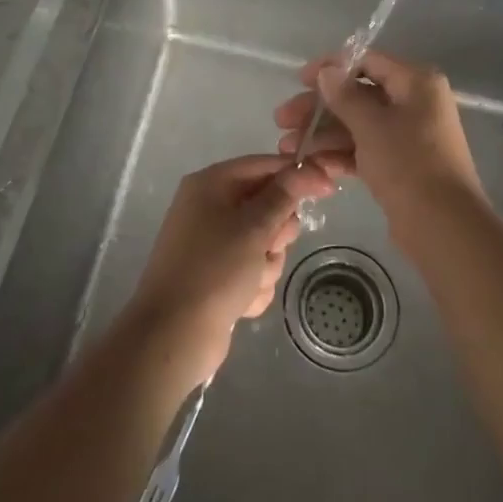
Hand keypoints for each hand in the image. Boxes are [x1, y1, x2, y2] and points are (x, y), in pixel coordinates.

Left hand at [124, 154, 341, 388]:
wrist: (173, 335)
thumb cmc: (213, 270)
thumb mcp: (253, 227)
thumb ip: (283, 196)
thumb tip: (308, 168)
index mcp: (211, 185)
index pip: (263, 165)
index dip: (297, 175)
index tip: (328, 188)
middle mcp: (211, 208)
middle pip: (268, 206)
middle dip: (276, 232)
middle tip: (269, 246)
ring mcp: (214, 244)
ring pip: (265, 243)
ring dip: (266, 264)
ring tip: (250, 281)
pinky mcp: (219, 276)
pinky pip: (254, 270)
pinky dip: (254, 286)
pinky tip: (241, 302)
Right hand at [275, 51, 485, 225]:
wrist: (443, 226)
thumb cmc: (407, 163)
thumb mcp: (371, 125)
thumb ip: (345, 95)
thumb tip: (328, 70)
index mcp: (416, 82)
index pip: (368, 62)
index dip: (332, 68)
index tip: (299, 81)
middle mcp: (415, 103)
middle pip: (358, 95)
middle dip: (319, 108)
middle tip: (282, 120)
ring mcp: (408, 135)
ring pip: (358, 125)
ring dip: (323, 134)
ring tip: (287, 148)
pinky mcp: (401, 164)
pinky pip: (365, 149)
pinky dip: (340, 154)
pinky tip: (310, 164)